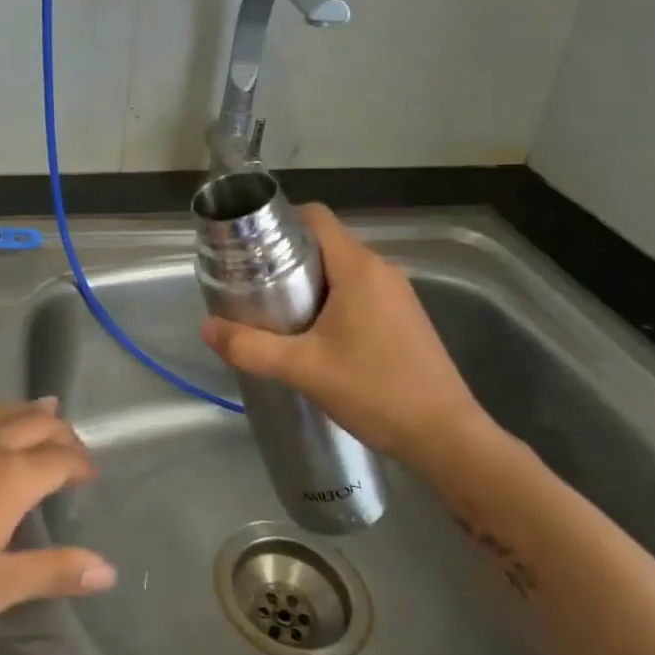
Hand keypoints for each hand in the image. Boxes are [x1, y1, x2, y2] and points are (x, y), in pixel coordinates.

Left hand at [0, 399, 114, 648]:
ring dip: (32, 413)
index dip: (81, 463)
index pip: (60, 457)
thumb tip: (108, 570)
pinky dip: (1, 415)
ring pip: (4, 411)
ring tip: (47, 414)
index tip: (92, 477)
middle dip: (63, 432)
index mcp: (10, 475)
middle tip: (76, 452)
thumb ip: (52, 572)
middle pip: (36, 422)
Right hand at [200, 203, 492, 472]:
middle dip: (287, 256)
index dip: (280, 221)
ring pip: (342, 269)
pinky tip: (314, 334)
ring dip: (309, 281)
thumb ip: (250, 347)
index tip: (250, 244)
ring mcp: (398, 294)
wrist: (447, 437)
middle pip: (325, 242)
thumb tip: (206, 328)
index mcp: (358, 267)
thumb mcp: (303, 369)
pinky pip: (359, 291)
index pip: (316, 217)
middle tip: (253, 282)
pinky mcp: (404, 318)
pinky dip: (332, 299)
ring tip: (276, 309)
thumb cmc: (375, 390)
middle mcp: (381, 270)